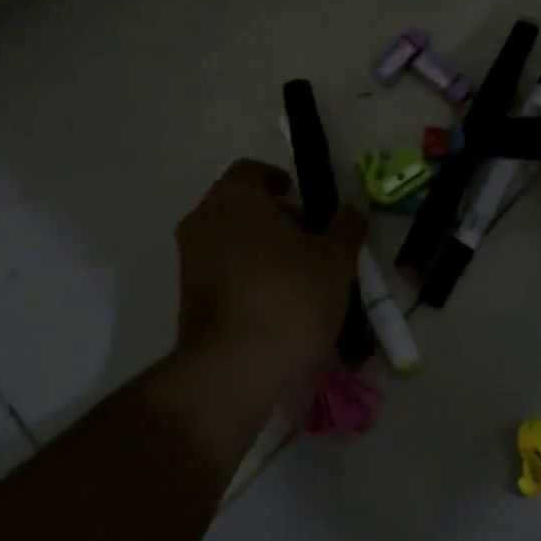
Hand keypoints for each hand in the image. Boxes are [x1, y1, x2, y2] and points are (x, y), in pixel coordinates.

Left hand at [174, 159, 366, 381]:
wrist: (233, 370)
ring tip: (299, 275)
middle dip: (274, 216)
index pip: (251, 171)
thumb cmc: (288, 297)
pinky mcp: (187, 298)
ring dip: (261, 248)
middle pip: (239, 205)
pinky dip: (246, 275)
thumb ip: (346, 227)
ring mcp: (189, 261)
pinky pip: (221, 271)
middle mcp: (203, 221)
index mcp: (234, 198)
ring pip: (229, 239)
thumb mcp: (334, 260)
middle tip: (310, 238)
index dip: (278, 180)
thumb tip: (354, 206)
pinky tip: (277, 302)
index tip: (303, 199)